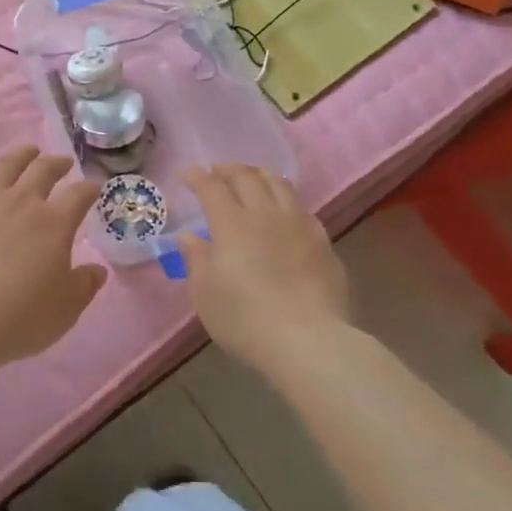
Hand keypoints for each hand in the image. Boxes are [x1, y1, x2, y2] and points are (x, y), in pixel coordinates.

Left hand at [0, 147, 106, 369]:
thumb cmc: (20, 317)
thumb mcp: (65, 309)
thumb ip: (84, 286)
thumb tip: (98, 270)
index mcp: (54, 223)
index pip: (79, 195)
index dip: (90, 188)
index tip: (95, 186)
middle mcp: (22, 203)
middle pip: (43, 170)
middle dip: (57, 163)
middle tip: (63, 162)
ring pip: (6, 166)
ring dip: (20, 155)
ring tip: (28, 150)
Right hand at [180, 165, 348, 373]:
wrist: (308, 341)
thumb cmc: (244, 318)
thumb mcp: (205, 293)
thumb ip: (196, 259)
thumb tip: (190, 236)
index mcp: (231, 223)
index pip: (211, 187)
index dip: (198, 177)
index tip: (188, 174)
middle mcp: (265, 214)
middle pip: (247, 177)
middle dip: (228, 169)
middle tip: (217, 172)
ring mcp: (298, 225)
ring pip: (280, 185)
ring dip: (261, 176)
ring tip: (253, 179)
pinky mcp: (323, 243)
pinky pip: (302, 209)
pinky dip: (287, 202)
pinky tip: (285, 214)